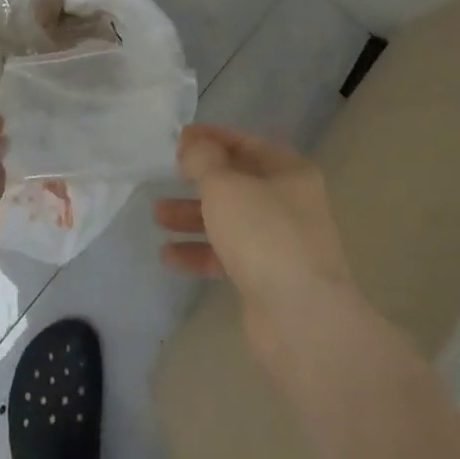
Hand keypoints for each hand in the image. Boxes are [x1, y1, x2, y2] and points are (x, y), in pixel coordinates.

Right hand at [154, 124, 358, 370]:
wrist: (301, 321)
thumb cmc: (264, 235)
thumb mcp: (225, 185)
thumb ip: (203, 159)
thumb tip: (193, 146)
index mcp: (289, 171)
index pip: (245, 142)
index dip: (211, 137)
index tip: (178, 138)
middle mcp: (289, 203)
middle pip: (237, 181)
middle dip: (199, 179)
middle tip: (168, 175)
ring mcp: (280, 243)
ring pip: (230, 220)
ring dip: (194, 215)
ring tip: (157, 215)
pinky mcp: (267, 280)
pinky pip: (228, 255)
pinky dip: (201, 252)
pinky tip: (169, 255)